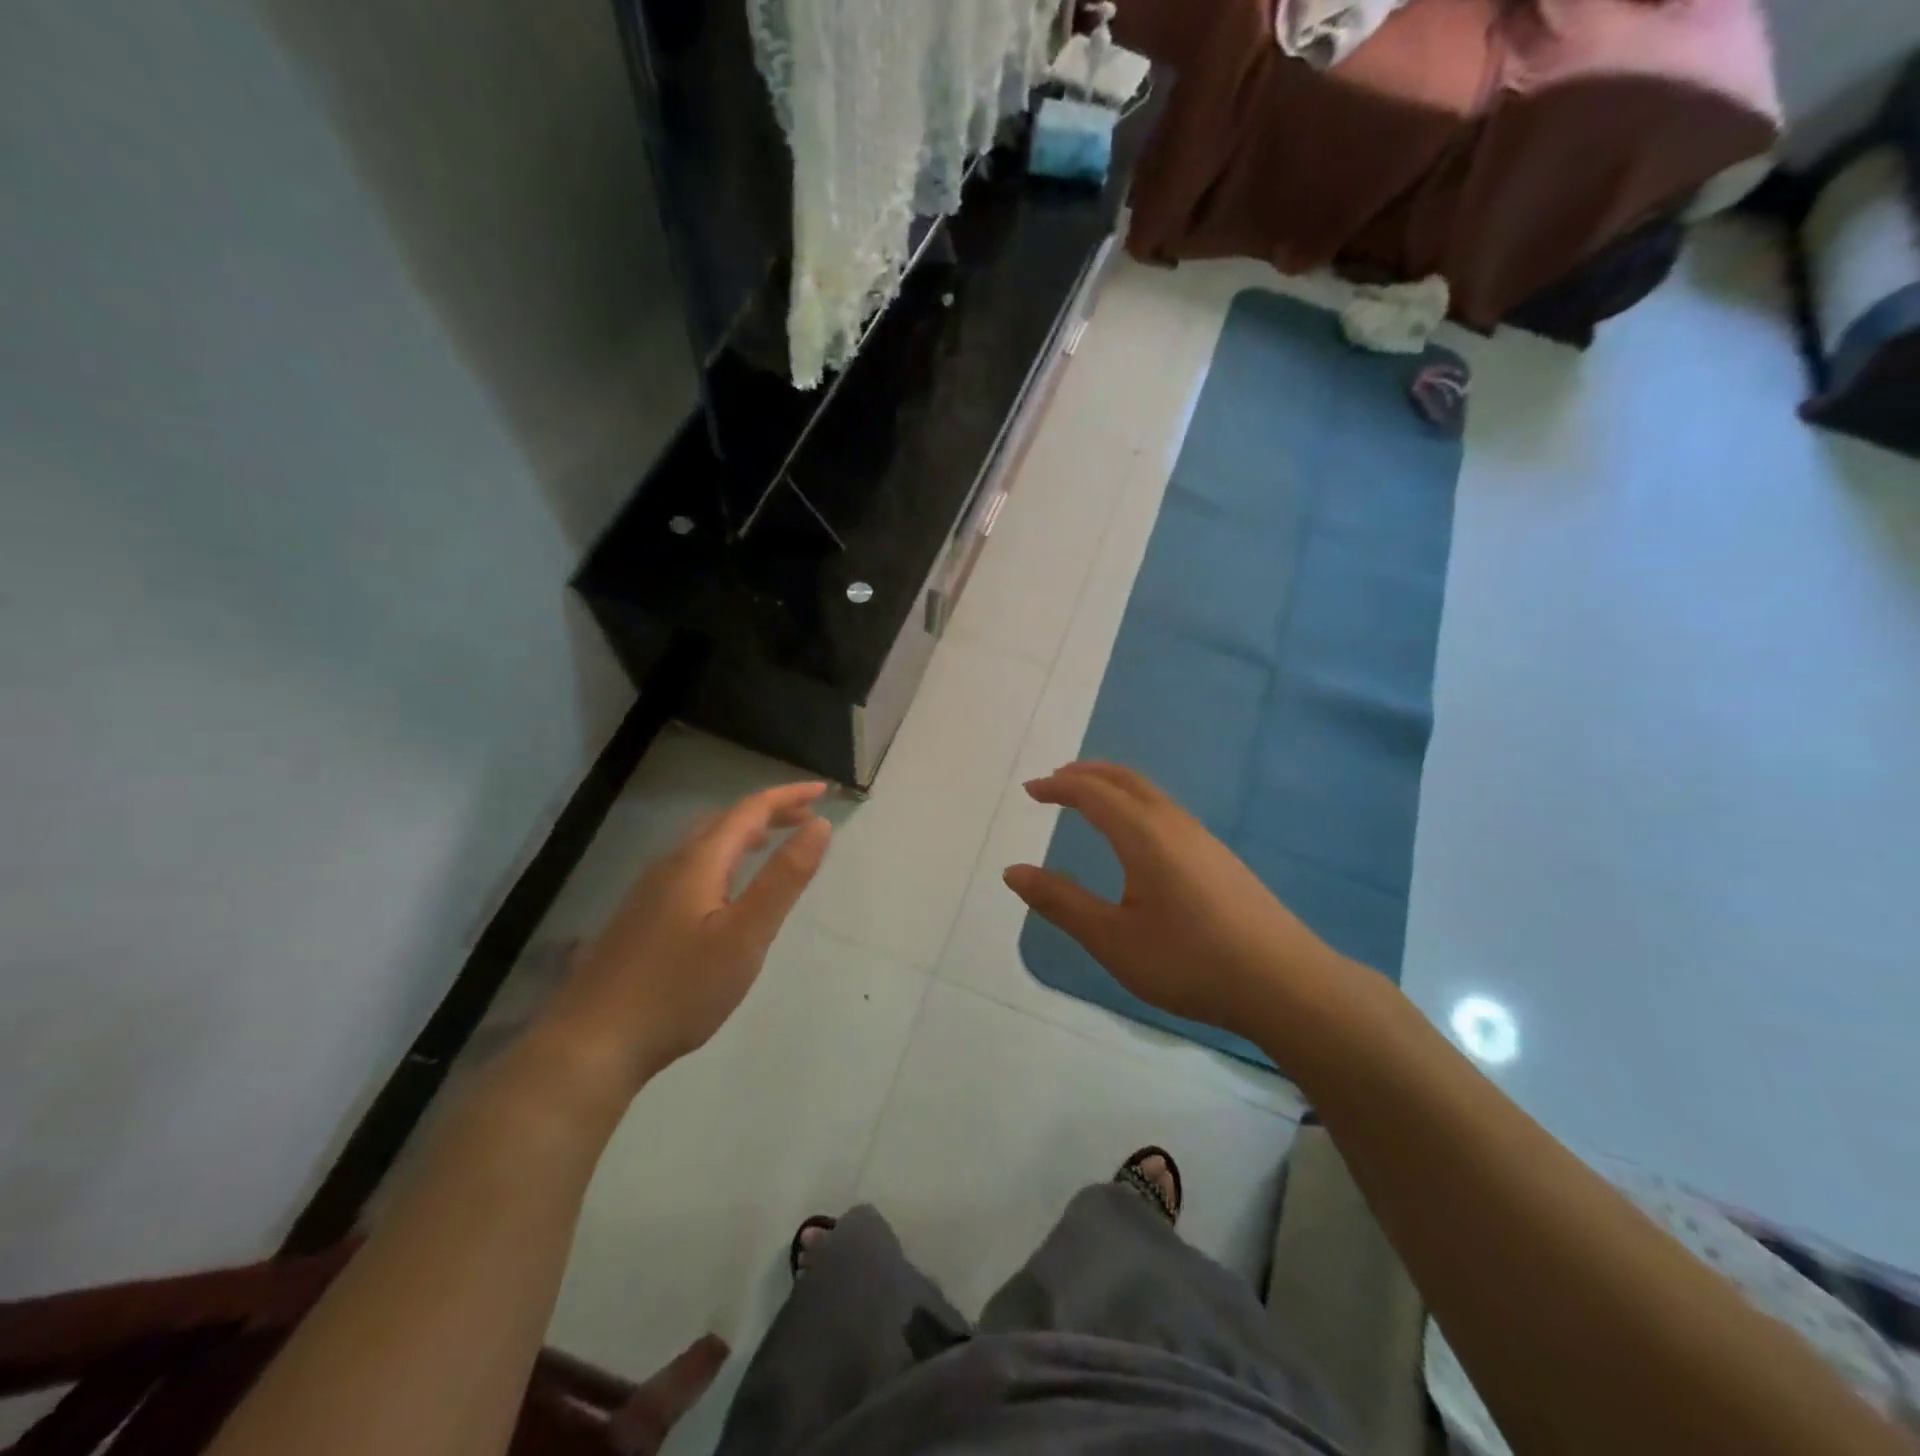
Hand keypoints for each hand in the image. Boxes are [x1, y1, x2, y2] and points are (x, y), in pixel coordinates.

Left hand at [531, 783, 831, 1105]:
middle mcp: (670, 865)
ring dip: (743, 834)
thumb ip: (784, 878)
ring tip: (772, 842)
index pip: (750, 810)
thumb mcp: (746, 935)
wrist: (592, 1043)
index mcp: (698, 862)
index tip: (825, 791)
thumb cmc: (680, 989)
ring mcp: (648, 891)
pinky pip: (690, 867)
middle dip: (769, 812)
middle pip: (725, 821)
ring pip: (703, 845)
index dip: (788, 796)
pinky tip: (724, 889)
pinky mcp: (639, 917)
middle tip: (806, 817)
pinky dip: (723, 858)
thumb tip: (819, 824)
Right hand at [1003, 762, 1342, 1040]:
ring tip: (1088, 800)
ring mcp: (1203, 839)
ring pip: (1150, 794)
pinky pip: (1166, 811)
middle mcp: (1174, 824)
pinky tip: (1136, 836)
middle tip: (1055, 781)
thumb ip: (1061, 902)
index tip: (1030, 790)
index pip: (1092, 793)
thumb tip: (1012, 872)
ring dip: (1113, 786)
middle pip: (1125, 780)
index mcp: (1144, 835)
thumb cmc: (1189, 962)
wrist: (1285, 984)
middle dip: (1086, 774)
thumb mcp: (1112, 939)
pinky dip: (1135, 804)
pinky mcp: (1220, 858)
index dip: (1058, 787)